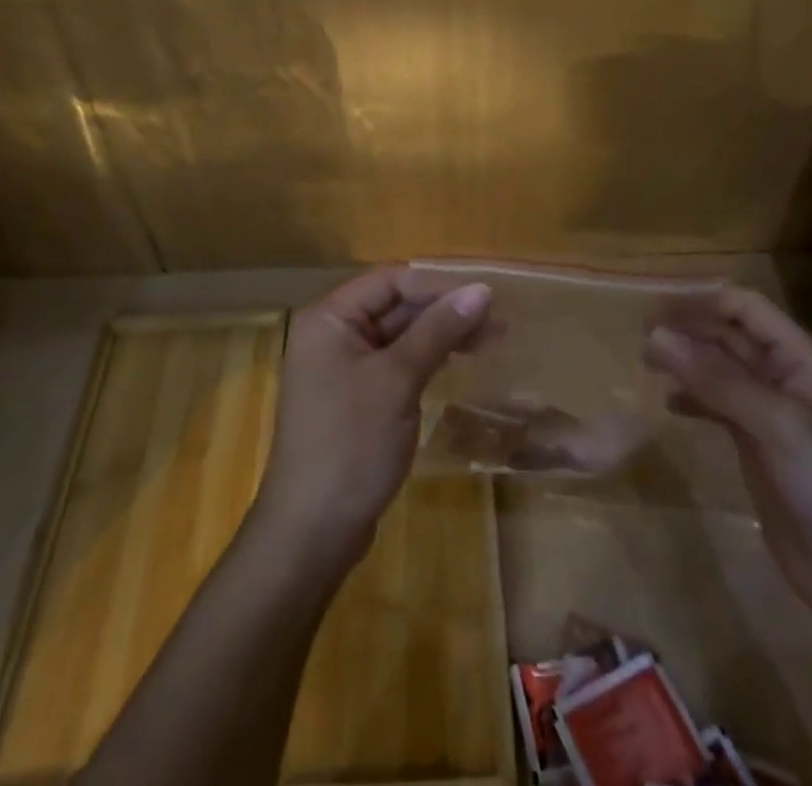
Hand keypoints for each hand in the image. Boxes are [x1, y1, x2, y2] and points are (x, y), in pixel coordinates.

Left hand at [254, 265, 491, 560]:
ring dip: (442, 333)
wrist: (312, 532)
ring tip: (492, 339)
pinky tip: (459, 360)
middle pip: (395, 304)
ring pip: (399, 334)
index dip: (439, 284)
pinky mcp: (357, 396)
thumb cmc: (351, 444)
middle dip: (444, 309)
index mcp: (330, 318)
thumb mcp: (398, 380)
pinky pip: (396, 362)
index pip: (391, 280)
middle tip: (498, 321)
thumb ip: (438, 330)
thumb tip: (482, 290)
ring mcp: (344, 366)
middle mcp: (333, 333)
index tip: (486, 296)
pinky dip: (427, 357)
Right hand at [643, 287, 811, 632]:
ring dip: (686, 361)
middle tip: (641, 337)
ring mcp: (771, 416)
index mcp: (802, 361)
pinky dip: (692, 399)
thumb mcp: (778, 426)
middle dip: (688, 329)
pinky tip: (669, 404)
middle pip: (730, 336)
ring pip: (720, 370)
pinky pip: (718, 407)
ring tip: (647, 362)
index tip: (655, 310)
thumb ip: (717, 380)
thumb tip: (656, 335)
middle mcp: (785, 380)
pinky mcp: (758, 449)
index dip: (703, 302)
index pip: (747, 309)